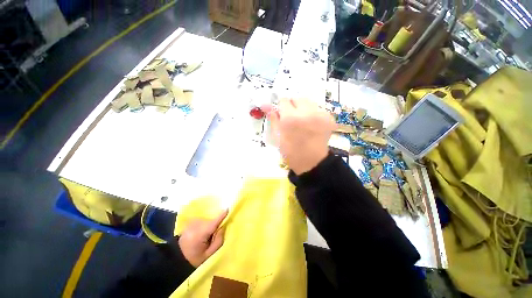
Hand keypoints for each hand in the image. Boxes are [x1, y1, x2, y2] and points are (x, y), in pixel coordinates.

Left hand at [178, 210, 227, 266]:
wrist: (177, 259)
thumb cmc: (194, 259)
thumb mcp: (209, 255)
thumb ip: (218, 241)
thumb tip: (223, 227)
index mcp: (201, 233)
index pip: (214, 222)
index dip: (222, 215)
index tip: (228, 208)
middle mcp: (196, 225)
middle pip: (211, 221)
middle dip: (215, 227)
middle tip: (211, 238)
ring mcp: (192, 222)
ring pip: (207, 220)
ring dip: (209, 226)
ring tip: (205, 237)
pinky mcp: (190, 222)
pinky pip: (202, 220)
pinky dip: (204, 225)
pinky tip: (200, 234)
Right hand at [263, 98, 335, 174]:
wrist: (311, 162)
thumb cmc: (290, 151)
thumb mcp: (277, 136)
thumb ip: (273, 118)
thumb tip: (266, 105)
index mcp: (290, 118)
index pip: (284, 100)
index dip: (281, 107)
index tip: (282, 115)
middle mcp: (306, 112)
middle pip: (297, 98)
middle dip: (293, 106)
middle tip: (292, 118)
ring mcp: (320, 114)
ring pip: (308, 102)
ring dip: (303, 108)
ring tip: (303, 121)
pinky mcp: (329, 118)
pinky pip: (318, 109)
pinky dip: (313, 113)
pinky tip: (312, 125)